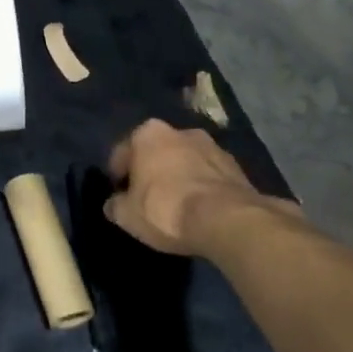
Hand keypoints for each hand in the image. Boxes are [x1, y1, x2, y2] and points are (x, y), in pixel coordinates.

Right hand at [105, 119, 299, 255]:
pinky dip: (202, 187)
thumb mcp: (126, 215)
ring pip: (185, 161)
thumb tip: (115, 203)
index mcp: (147, 133)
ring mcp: (212, 146)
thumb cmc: (166, 210)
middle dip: (151, 171)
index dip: (118, 176)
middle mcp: (180, 131)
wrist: (227, 221)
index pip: (122, 153)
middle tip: (147, 198)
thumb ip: (115, 205)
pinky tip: (200, 209)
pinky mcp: (237, 166)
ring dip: (179, 176)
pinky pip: (209, 175)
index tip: (119, 196)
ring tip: (177, 205)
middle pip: (157, 152)